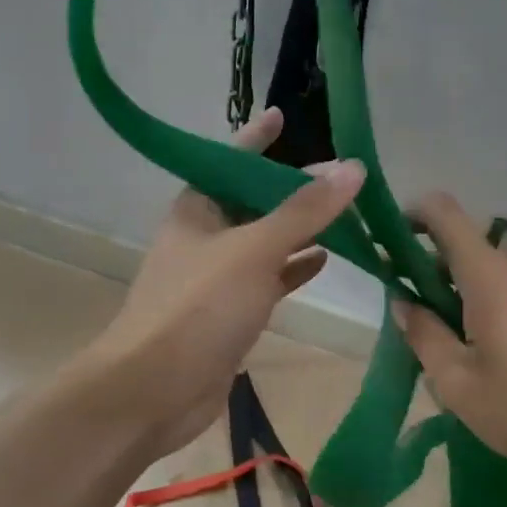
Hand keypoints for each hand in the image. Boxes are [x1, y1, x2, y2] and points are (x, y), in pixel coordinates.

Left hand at [88, 108, 365, 457]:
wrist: (154, 390)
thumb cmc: (198, 307)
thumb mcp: (255, 249)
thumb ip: (305, 211)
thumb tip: (352, 168)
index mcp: (197, 208)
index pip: (230, 160)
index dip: (257, 139)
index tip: (283, 116)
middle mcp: (206, 236)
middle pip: (255, 201)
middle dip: (294, 188)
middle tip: (343, 176)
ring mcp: (218, 277)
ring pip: (266, 241)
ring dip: (301, 229)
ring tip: (348, 215)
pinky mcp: (231, 313)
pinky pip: (269, 279)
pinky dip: (294, 268)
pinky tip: (327, 260)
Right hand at [393, 192, 506, 496]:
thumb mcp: (461, 387)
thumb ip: (423, 337)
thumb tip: (404, 302)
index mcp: (491, 276)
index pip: (444, 213)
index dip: (413, 214)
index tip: (396, 243)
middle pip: (473, 252)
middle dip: (447, 280)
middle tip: (443, 332)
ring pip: (506, 273)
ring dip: (486, 297)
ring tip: (493, 354)